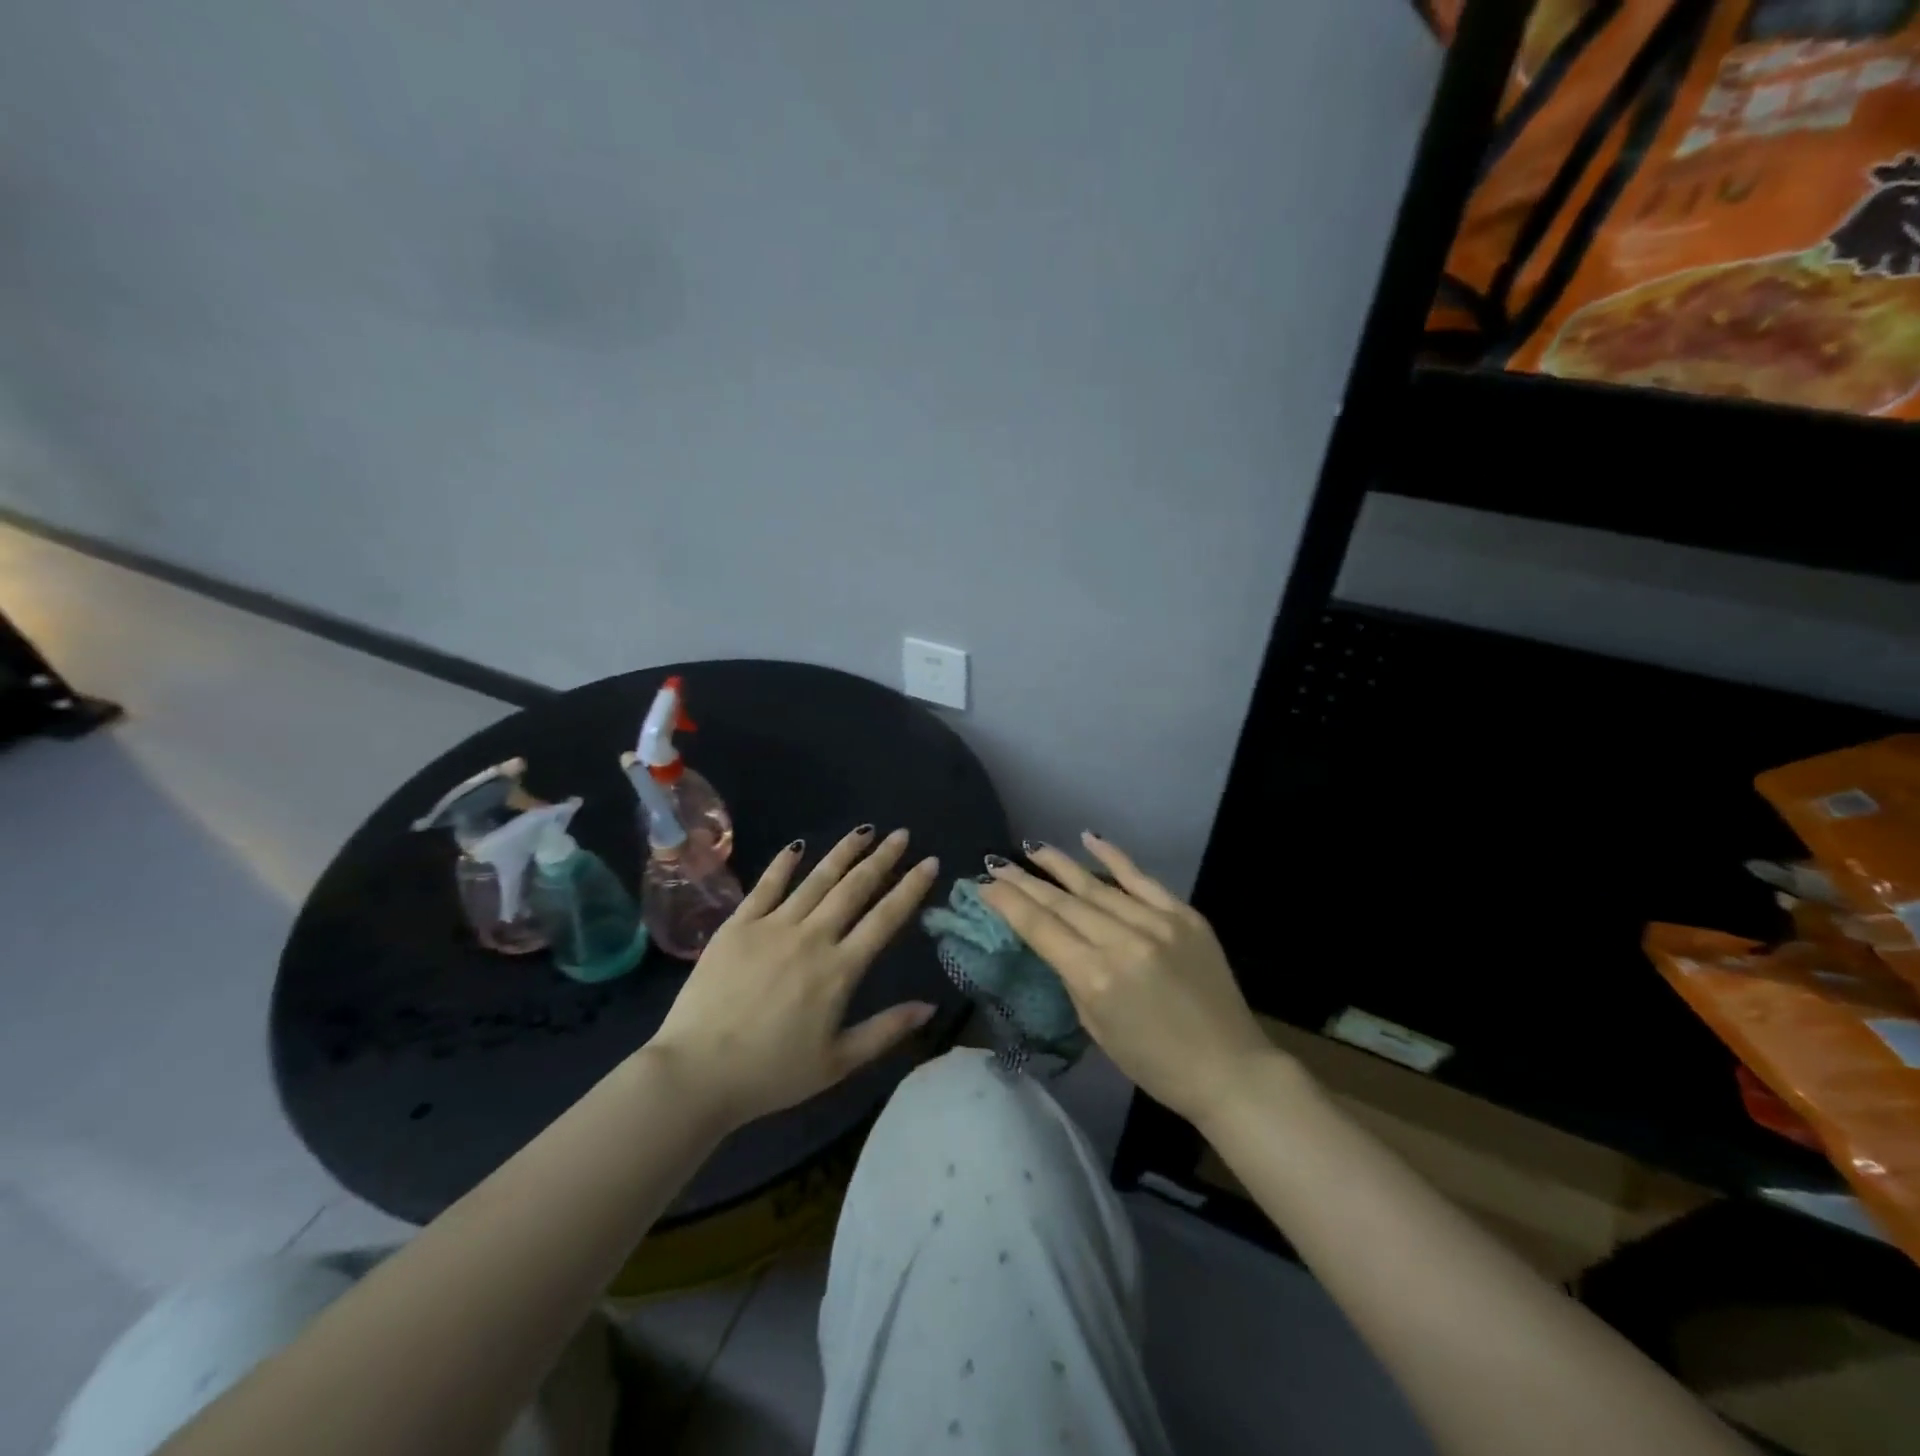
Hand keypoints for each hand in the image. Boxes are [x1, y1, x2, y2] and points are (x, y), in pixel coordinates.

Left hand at [645, 826, 941, 1131]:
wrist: (696, 1074)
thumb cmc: (772, 1074)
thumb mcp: (838, 1062)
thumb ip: (886, 1031)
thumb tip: (930, 1006)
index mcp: (839, 969)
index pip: (885, 918)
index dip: (910, 887)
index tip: (930, 862)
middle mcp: (811, 937)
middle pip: (854, 888)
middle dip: (882, 858)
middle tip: (901, 834)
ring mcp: (772, 926)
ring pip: (816, 879)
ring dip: (843, 852)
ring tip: (864, 830)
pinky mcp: (737, 925)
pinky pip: (765, 886)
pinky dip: (783, 864)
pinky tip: (798, 846)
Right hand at [978, 833, 1276, 1126]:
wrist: (1229, 1068)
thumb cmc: (1154, 1063)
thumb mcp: (1096, 1028)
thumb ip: (1072, 977)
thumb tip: (1054, 940)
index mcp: (1096, 977)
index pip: (1041, 928)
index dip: (1008, 903)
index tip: (984, 884)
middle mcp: (1122, 941)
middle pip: (1063, 902)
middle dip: (1025, 881)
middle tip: (997, 863)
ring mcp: (1157, 923)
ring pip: (1097, 885)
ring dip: (1060, 865)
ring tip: (1032, 848)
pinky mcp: (1184, 916)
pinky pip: (1142, 879)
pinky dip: (1114, 856)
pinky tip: (1089, 837)